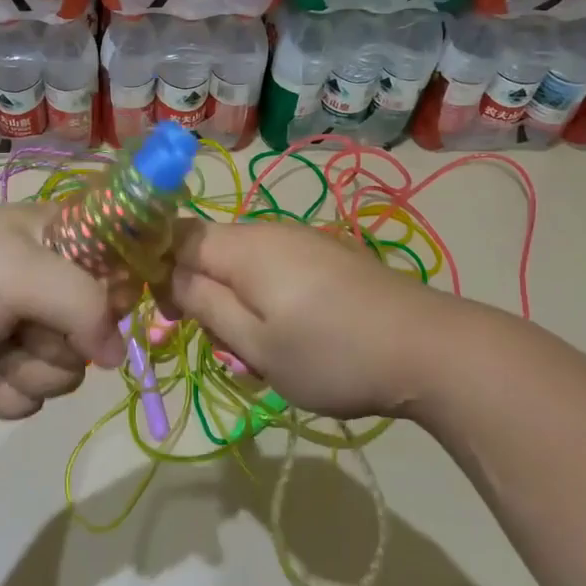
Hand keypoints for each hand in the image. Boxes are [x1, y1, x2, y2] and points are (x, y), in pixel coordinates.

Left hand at [0, 206, 127, 417]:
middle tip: (21, 328)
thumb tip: (119, 356)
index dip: (123, 288)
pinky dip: (6, 393)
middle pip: (100, 327)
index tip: (106, 307)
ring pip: (68, 370)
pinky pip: (35, 395)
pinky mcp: (4, 367)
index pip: (124, 257)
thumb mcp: (21, 272)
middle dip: (60, 341)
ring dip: (27, 371)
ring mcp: (26, 326)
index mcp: (58, 236)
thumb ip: (85, 305)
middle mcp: (50, 278)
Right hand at [165, 218, 464, 418]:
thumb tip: (167, 275)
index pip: (176, 236)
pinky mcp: (327, 257)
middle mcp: (269, 231)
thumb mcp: (256, 344)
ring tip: (259, 352)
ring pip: (242, 264)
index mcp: (244, 246)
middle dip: (200, 294)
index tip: (162, 314)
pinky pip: (274, 270)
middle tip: (220, 346)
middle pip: (209, 250)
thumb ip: (204, 305)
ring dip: (234, 303)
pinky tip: (291, 337)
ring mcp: (303, 241)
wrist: (428, 350)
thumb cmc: (332, 354)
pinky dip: (265, 300)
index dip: (157, 269)